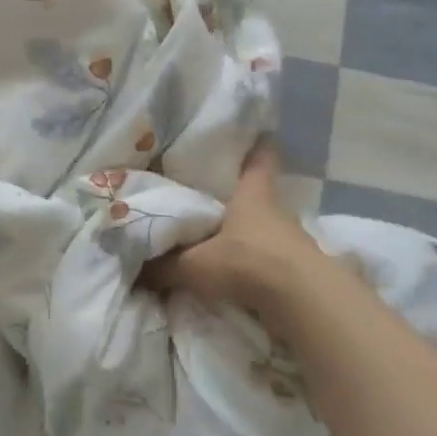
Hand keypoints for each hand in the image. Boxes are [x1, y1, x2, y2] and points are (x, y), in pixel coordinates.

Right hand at [142, 141, 322, 314]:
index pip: (261, 158)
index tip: (252, 134)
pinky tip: (236, 270)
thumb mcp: (195, 265)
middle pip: (259, 194)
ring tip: (218, 238)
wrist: (302, 301)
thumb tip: (135, 268)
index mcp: (253, 194)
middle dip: (239, 195)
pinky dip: (255, 261)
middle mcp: (276, 210)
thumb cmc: (247, 261)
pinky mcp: (298, 268)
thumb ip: (164, 266)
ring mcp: (291, 239)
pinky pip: (270, 257)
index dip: (257, 145)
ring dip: (246, 232)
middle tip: (210, 194)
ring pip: (264, 227)